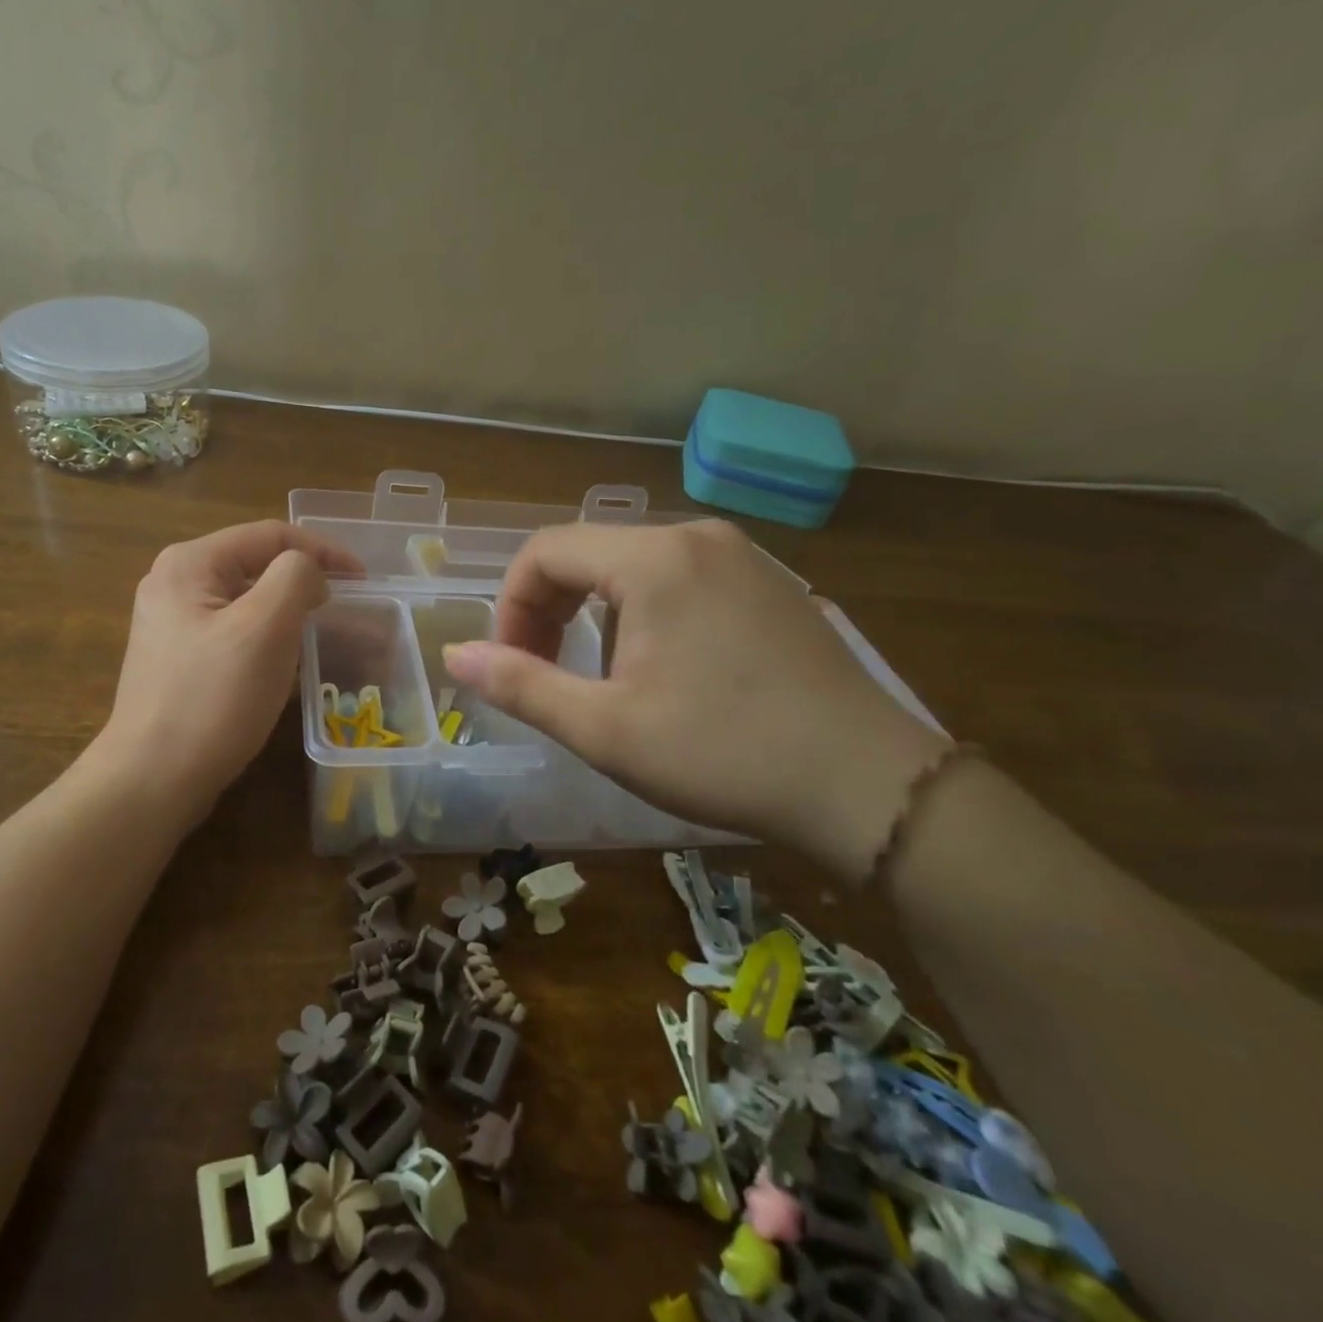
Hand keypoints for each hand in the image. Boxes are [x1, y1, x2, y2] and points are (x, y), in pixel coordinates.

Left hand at [93, 521, 363, 817]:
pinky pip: (233, 631)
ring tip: (322, 630)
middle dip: (305, 580)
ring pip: (246, 600)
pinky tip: (284, 661)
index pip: (270, 534)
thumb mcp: (265, 628)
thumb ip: (296, 578)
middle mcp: (174, 583)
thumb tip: (308, 573)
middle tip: (347, 605)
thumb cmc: (214, 699)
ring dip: (288, 609)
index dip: (324, 550)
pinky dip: (266, 636)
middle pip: (256, 564)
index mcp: (190, 563)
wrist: (153, 779)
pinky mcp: (178, 659)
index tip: (364, 579)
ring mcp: (171, 623)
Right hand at [440, 521, 947, 880]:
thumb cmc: (723, 754)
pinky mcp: (768, 583)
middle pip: (587, 552)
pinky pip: (678, 578)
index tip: (511, 665)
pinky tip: (660, 669)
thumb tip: (454, 654)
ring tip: (599, 678)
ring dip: (592, 614)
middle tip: (544, 674)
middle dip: (547, 610)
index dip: (510, 606)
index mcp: (654, 559)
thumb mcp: (604, 730)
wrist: (868, 785)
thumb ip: (520, 685)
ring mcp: (741, 556)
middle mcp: (697, 537)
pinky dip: (641, 612)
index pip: (545, 552)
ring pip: (631, 566)